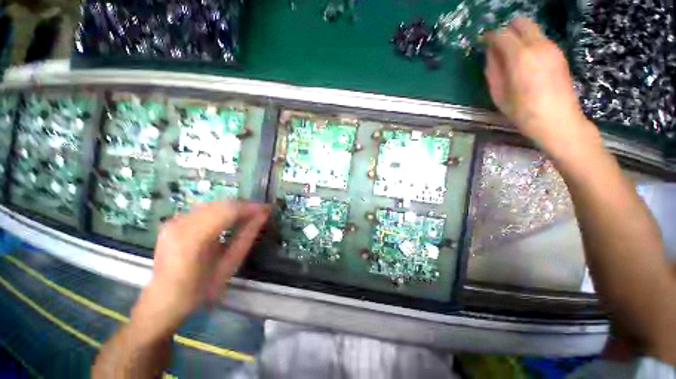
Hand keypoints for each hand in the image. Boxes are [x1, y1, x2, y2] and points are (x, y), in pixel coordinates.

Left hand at [133, 201, 269, 332]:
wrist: (163, 300)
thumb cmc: (199, 289)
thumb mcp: (229, 266)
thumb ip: (247, 237)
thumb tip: (263, 216)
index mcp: (193, 239)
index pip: (228, 211)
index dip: (251, 207)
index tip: (268, 208)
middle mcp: (181, 224)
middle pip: (221, 204)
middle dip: (244, 206)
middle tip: (261, 213)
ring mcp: (174, 221)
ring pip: (213, 204)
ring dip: (233, 208)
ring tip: (249, 216)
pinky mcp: (173, 221)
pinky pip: (203, 209)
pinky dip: (221, 211)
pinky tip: (230, 220)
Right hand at [484, 18, 598, 154]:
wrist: (558, 120)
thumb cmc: (523, 112)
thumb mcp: (498, 94)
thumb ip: (493, 70)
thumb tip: (490, 54)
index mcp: (520, 56)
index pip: (501, 35)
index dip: (489, 37)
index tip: (483, 42)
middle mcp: (538, 45)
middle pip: (521, 23)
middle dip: (506, 30)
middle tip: (498, 46)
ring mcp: (552, 48)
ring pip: (532, 30)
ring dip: (519, 37)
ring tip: (511, 56)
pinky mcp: (560, 54)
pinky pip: (541, 39)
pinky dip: (530, 43)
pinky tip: (526, 62)